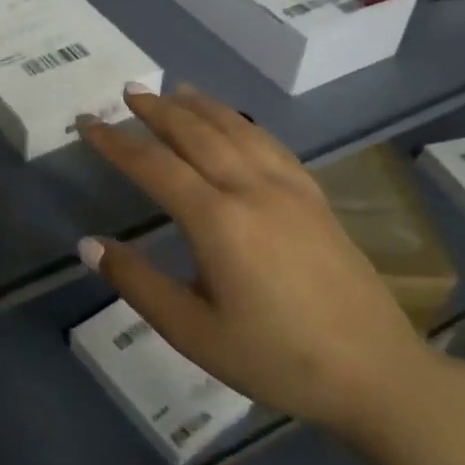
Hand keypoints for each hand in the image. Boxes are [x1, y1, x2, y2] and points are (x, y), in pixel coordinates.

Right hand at [76, 84, 438, 435]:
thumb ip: (138, 284)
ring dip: (201, 106)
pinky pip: (270, 143)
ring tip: (176, 91)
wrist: (377, 374)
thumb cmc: (277, 358)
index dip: (116, 142)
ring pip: (237, 129)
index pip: (154, 166)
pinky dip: (242, 122)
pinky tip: (236, 123)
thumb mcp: (194, 332)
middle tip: (129, 91)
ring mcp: (289, 189)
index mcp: (217, 220)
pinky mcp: (315, 197)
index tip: (87, 123)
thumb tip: (89, 244)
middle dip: (158, 109)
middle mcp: (252, 189)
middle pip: (196, 133)